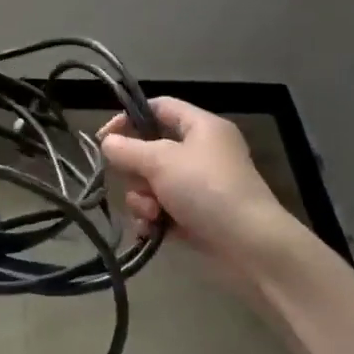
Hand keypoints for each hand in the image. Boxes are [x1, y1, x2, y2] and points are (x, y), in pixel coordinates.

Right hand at [100, 98, 292, 270]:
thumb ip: (128, 149)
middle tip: (134, 182)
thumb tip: (107, 143)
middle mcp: (201, 152)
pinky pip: (161, 208)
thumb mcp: (161, 162)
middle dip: (135, 171)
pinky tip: (151, 230)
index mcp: (201, 127)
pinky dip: (153, 218)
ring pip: (152, 183)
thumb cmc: (206, 189)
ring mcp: (199, 186)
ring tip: (151, 214)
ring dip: (142, 198)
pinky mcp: (196, 215)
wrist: (249, 246)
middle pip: (150, 149)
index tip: (104, 138)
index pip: (159, 107)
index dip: (129, 117)